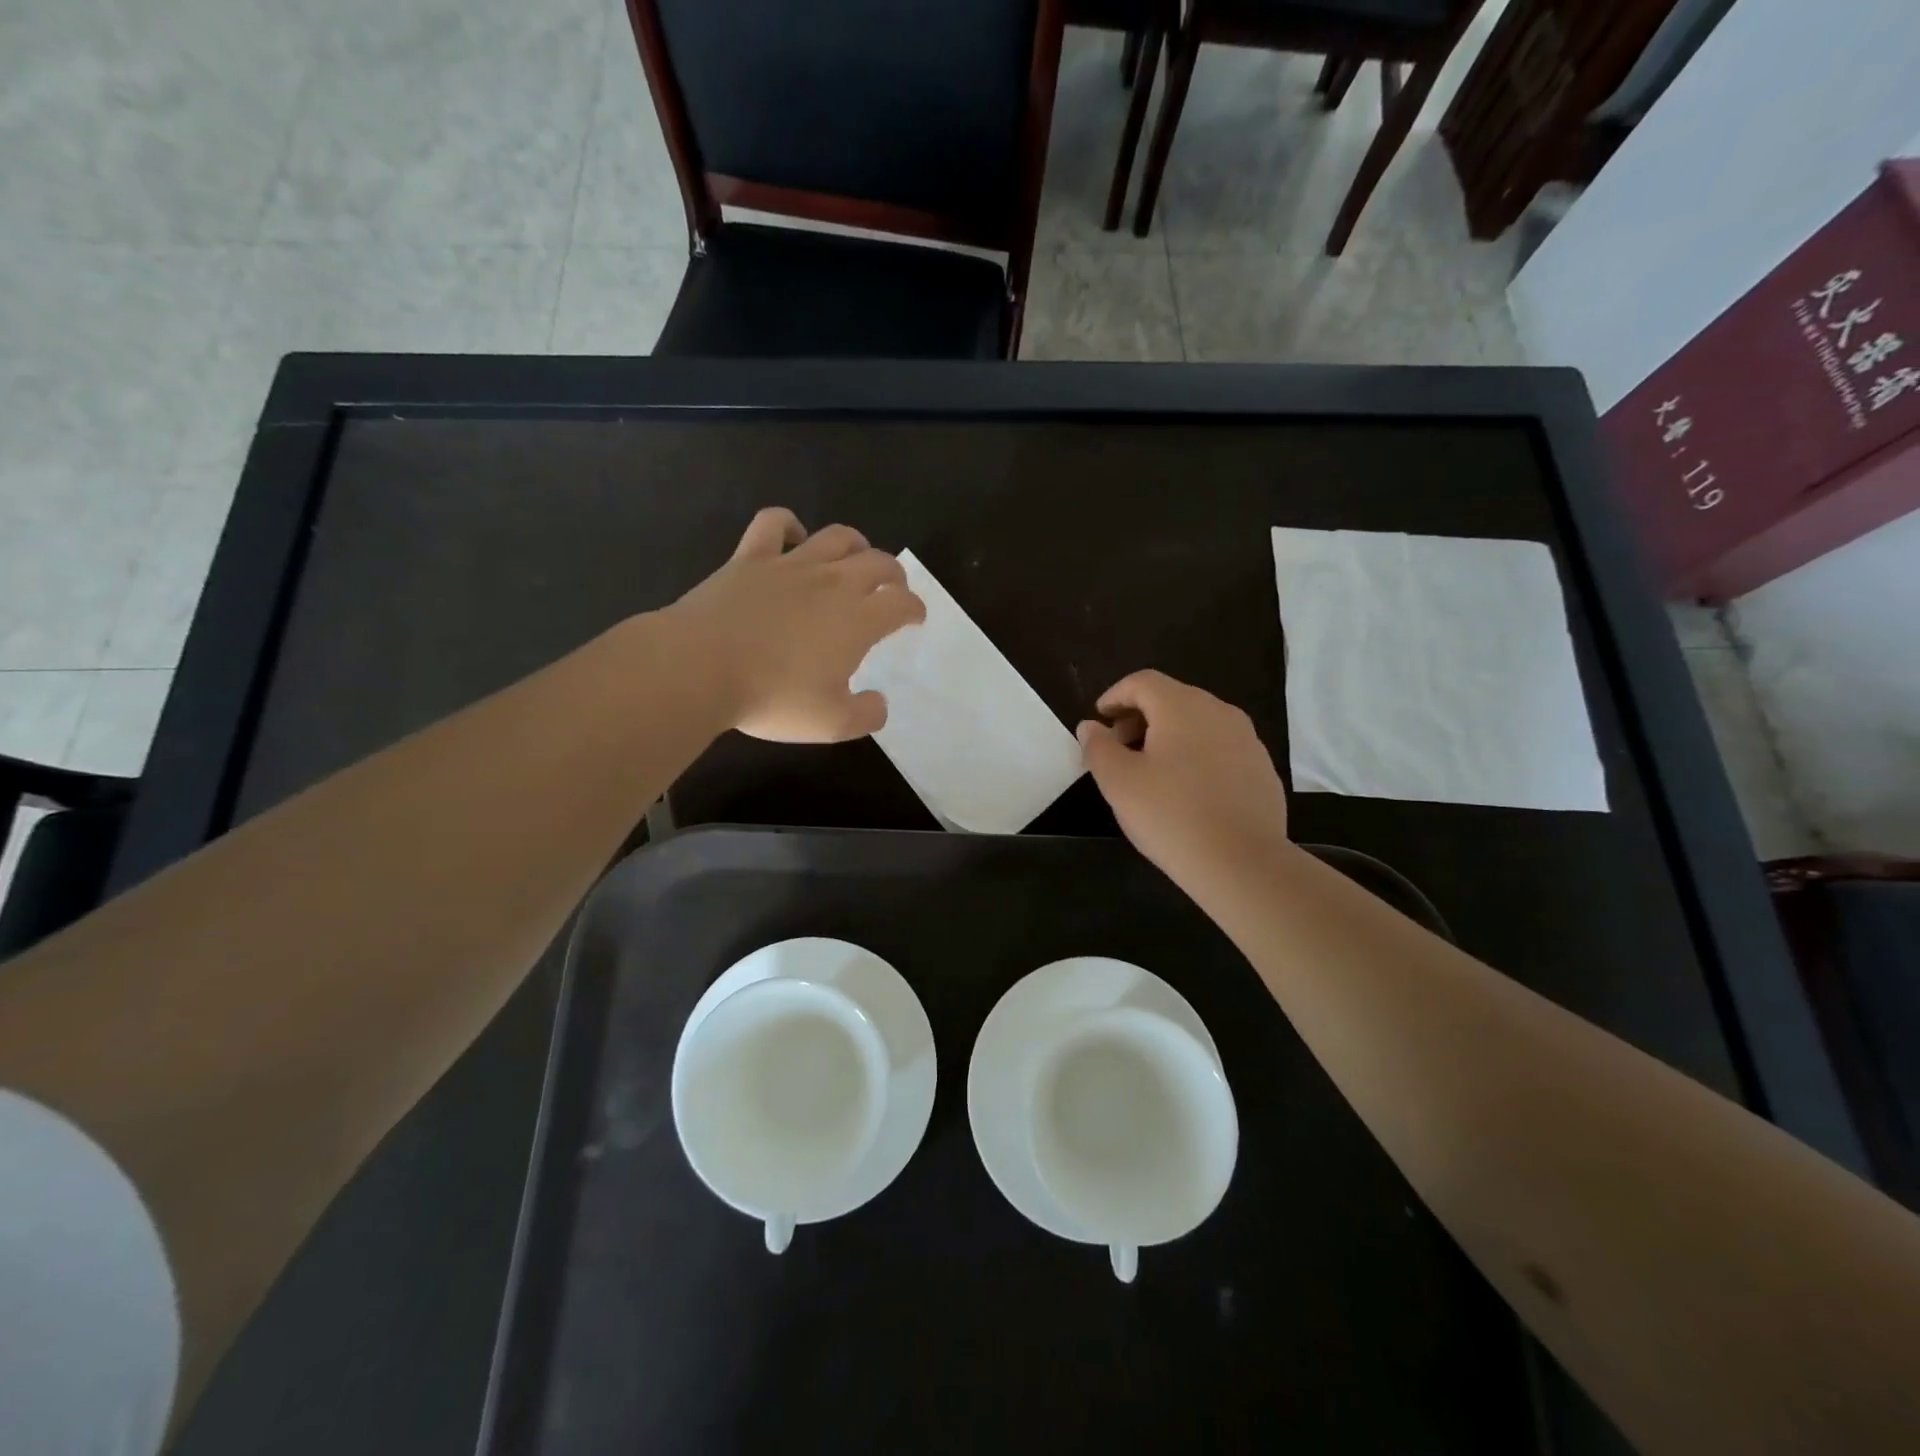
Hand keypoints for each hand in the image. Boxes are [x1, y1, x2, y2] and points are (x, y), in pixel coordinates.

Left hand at [667, 508, 924, 741]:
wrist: (700, 668)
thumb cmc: (772, 697)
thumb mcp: (831, 724)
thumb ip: (866, 714)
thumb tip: (879, 703)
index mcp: (858, 620)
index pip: (901, 603)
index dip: (914, 609)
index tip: (914, 619)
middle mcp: (832, 583)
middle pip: (878, 562)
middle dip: (894, 573)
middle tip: (893, 588)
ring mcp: (791, 565)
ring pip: (836, 537)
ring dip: (856, 543)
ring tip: (857, 556)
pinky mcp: (750, 558)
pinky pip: (774, 523)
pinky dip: (789, 523)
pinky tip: (794, 535)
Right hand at [1077, 671, 1289, 888]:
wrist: (1242, 863)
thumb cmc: (1170, 815)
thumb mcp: (1118, 782)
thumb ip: (1098, 747)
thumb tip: (1090, 726)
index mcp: (1182, 706)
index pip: (1142, 682)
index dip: (1115, 696)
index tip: (1099, 720)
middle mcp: (1219, 712)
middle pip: (1172, 699)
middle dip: (1139, 717)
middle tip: (1118, 749)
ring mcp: (1247, 740)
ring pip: (1198, 724)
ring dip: (1168, 737)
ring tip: (1150, 772)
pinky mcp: (1262, 769)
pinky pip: (1220, 749)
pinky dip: (1196, 756)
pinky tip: (1187, 792)